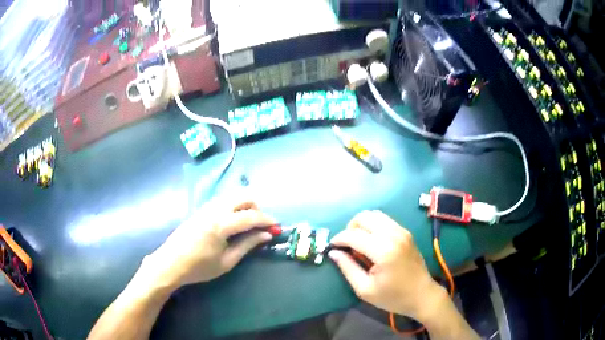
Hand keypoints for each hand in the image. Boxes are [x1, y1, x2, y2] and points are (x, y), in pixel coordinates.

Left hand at [142, 197, 275, 289]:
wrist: (171, 263)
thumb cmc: (199, 267)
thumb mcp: (227, 261)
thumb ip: (247, 245)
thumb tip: (267, 235)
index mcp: (221, 224)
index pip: (251, 215)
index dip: (267, 220)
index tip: (277, 227)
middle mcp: (215, 209)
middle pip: (243, 196)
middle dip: (257, 208)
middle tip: (261, 225)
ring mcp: (207, 207)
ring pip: (233, 195)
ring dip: (246, 205)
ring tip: (249, 224)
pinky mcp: (201, 209)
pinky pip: (224, 200)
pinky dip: (235, 206)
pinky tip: (234, 222)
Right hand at [329, 210, 445, 322]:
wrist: (422, 295)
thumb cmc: (393, 297)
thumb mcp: (365, 289)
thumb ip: (348, 268)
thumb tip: (333, 253)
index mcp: (383, 251)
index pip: (354, 235)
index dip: (339, 239)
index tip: (331, 247)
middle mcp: (393, 235)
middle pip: (364, 217)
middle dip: (350, 228)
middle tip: (346, 245)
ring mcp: (402, 231)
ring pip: (375, 214)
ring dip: (362, 225)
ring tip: (358, 242)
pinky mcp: (406, 232)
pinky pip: (385, 220)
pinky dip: (373, 226)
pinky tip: (372, 241)